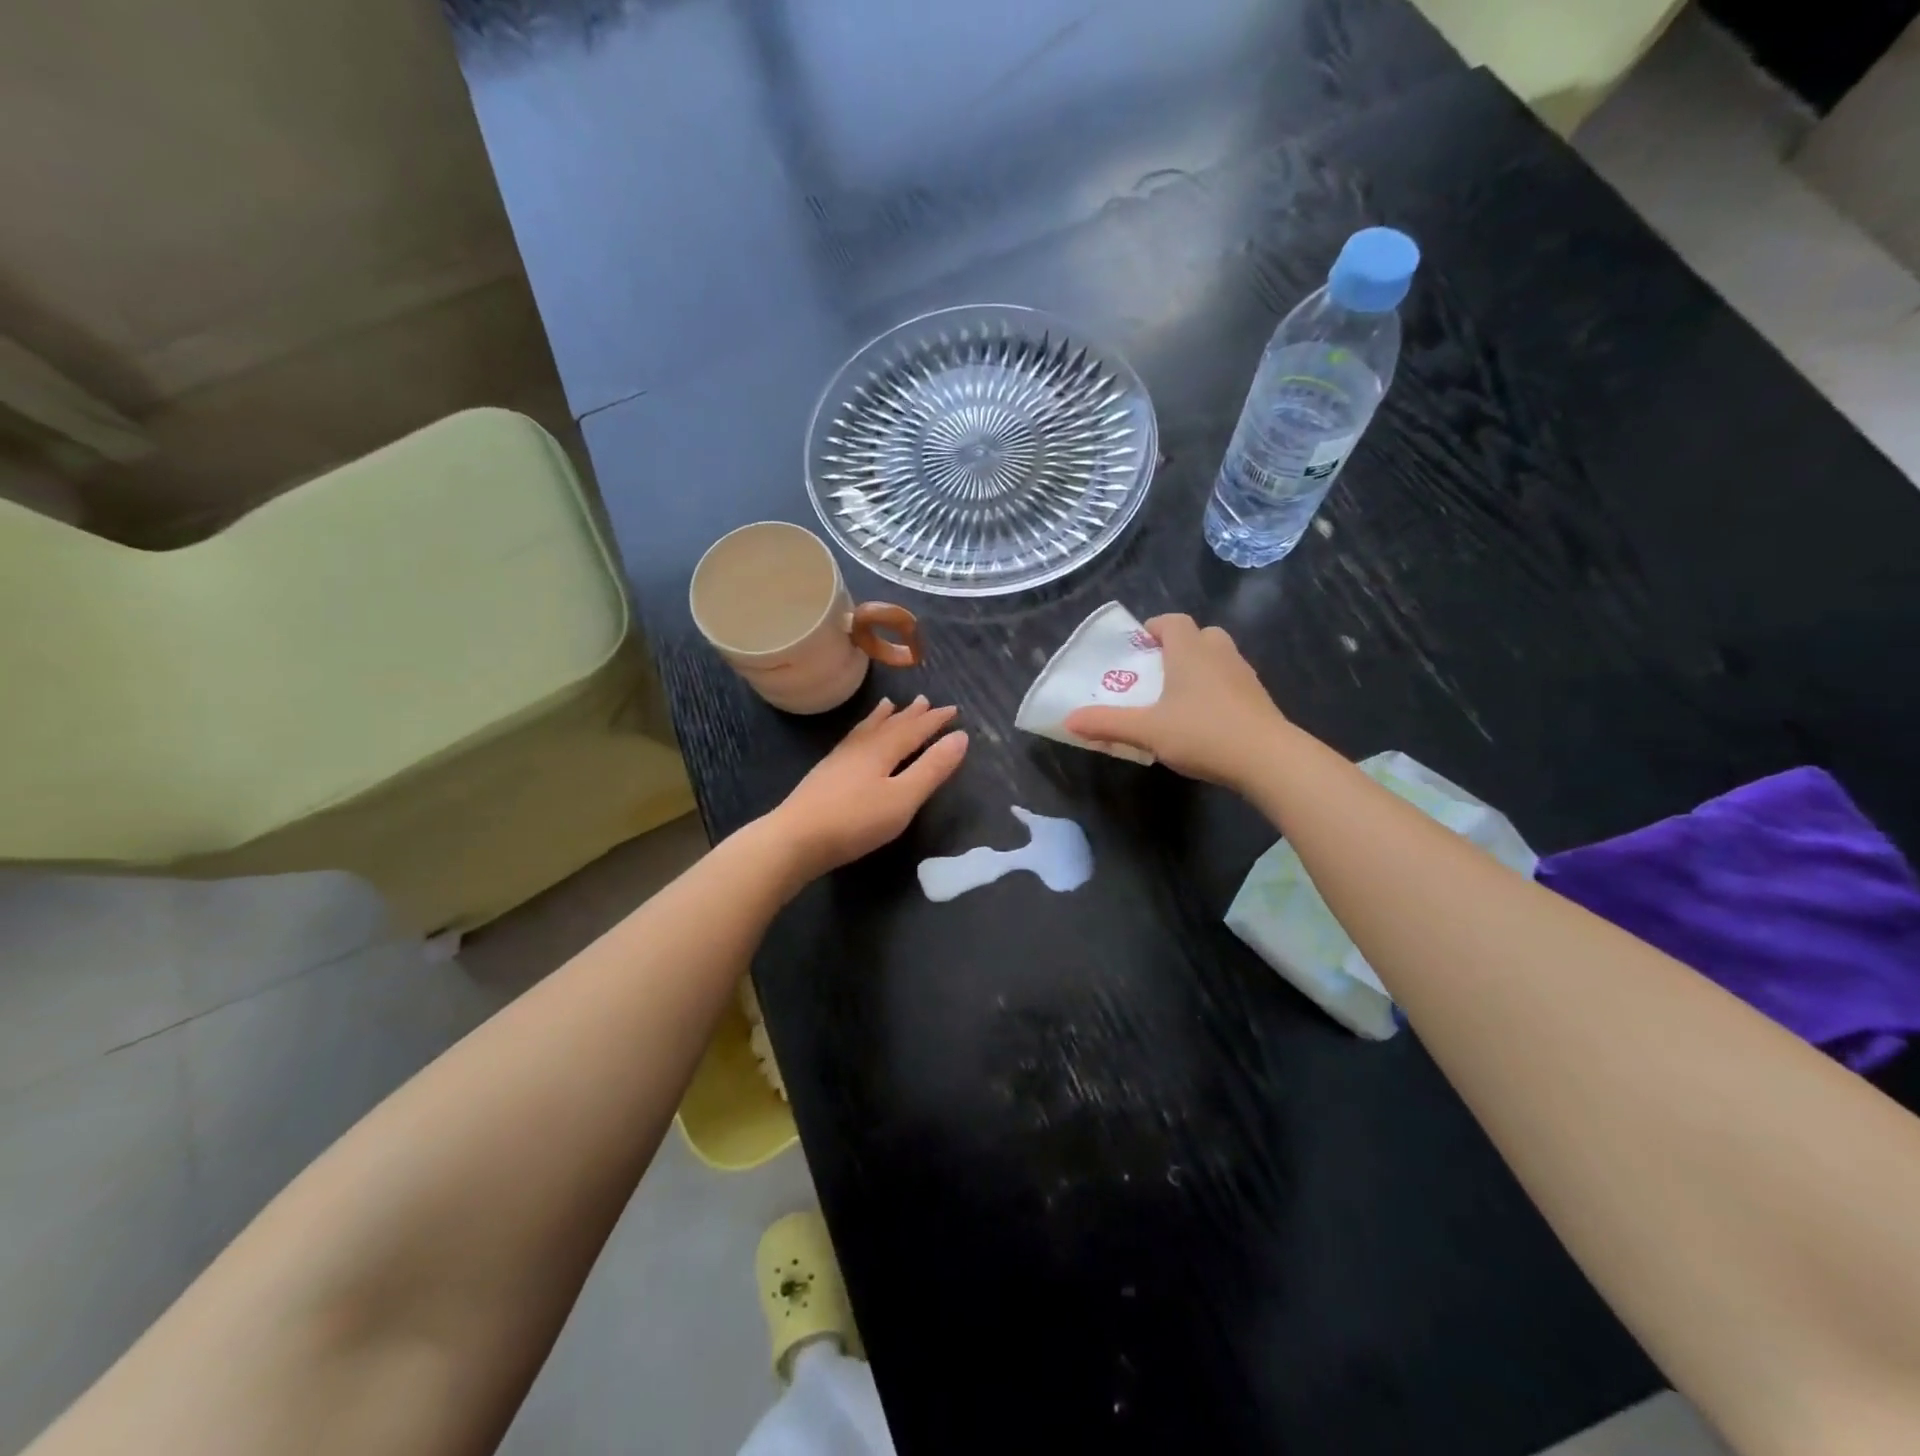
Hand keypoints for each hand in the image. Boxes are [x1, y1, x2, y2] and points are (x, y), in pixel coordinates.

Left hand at [764, 695, 968, 880]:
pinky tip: (855, 741)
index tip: (954, 710)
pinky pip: (852, 741)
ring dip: (882, 718)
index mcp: (882, 750)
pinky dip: (861, 733)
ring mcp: (839, 760)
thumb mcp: (903, 798)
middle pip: (889, 725)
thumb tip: (960, 736)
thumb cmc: (855, 821)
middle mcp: (860, 748)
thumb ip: (932, 768)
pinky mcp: (824, 775)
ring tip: (888, 704)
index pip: (914, 729)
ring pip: (866, 731)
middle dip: (910, 715)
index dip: (935, 720)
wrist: (794, 839)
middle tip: (925, 700)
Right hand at [1064, 614, 1287, 788]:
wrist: (1268, 759)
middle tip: (1156, 673)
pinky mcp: (1258, 698)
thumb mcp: (1147, 731)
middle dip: (1177, 648)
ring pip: (1218, 658)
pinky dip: (1216, 690)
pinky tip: (1204, 719)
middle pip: (1199, 635)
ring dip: (1198, 668)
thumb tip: (1068, 720)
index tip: (1137, 648)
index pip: (1172, 621)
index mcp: (1190, 651)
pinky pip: (1231, 682)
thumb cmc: (1202, 733)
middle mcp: (1219, 653)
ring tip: (1177, 697)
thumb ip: (1106, 723)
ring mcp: (1244, 675)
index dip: (1153, 628)